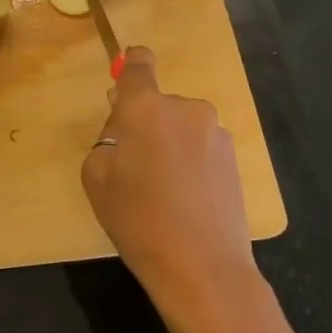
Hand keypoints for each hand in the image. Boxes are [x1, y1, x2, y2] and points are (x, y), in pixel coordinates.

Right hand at [81, 46, 261, 329]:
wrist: (203, 267)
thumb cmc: (138, 220)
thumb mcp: (97, 178)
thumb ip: (106, 140)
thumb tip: (123, 126)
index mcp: (146, 108)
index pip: (139, 65)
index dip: (131, 65)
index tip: (124, 81)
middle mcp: (185, 108)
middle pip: (157, 103)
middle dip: (144, 122)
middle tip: (133, 163)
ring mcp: (214, 132)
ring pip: (180, 126)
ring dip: (169, 143)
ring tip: (162, 189)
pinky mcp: (234, 157)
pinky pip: (200, 146)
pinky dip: (190, 161)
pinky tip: (185, 198)